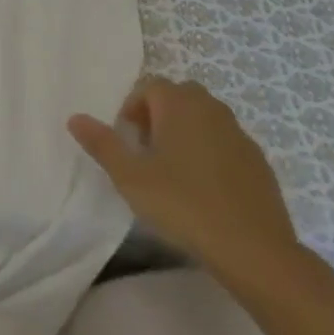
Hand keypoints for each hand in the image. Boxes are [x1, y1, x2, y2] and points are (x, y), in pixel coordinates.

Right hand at [69, 78, 299, 286]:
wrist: (253, 249)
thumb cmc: (182, 204)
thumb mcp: (129, 176)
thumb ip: (102, 143)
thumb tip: (74, 117)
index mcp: (179, 105)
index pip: (150, 85)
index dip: (132, 108)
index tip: (128, 140)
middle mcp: (212, 109)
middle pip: (179, 96)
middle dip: (159, 114)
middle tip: (147, 150)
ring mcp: (240, 135)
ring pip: (205, 117)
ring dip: (186, 131)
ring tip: (173, 170)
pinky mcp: (259, 161)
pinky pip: (226, 142)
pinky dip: (211, 152)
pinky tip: (204, 188)